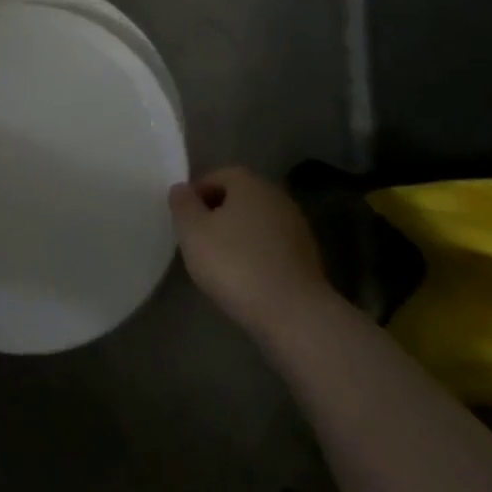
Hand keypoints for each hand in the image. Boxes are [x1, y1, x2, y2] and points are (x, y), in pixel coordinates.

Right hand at [169, 167, 328, 348]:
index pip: (214, 177)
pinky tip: (247, 280)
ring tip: (222, 265)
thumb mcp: (192, 231)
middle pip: (238, 199)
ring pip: (256, 224)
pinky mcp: (309, 258)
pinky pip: (272, 248)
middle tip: (199, 242)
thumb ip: (182, 204)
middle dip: (217, 215)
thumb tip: (182, 189)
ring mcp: (296, 227)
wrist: (295, 315)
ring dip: (238, 237)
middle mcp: (275, 196)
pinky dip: (257, 256)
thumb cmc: (235, 264)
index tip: (184, 223)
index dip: (195, 197)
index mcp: (248, 182)